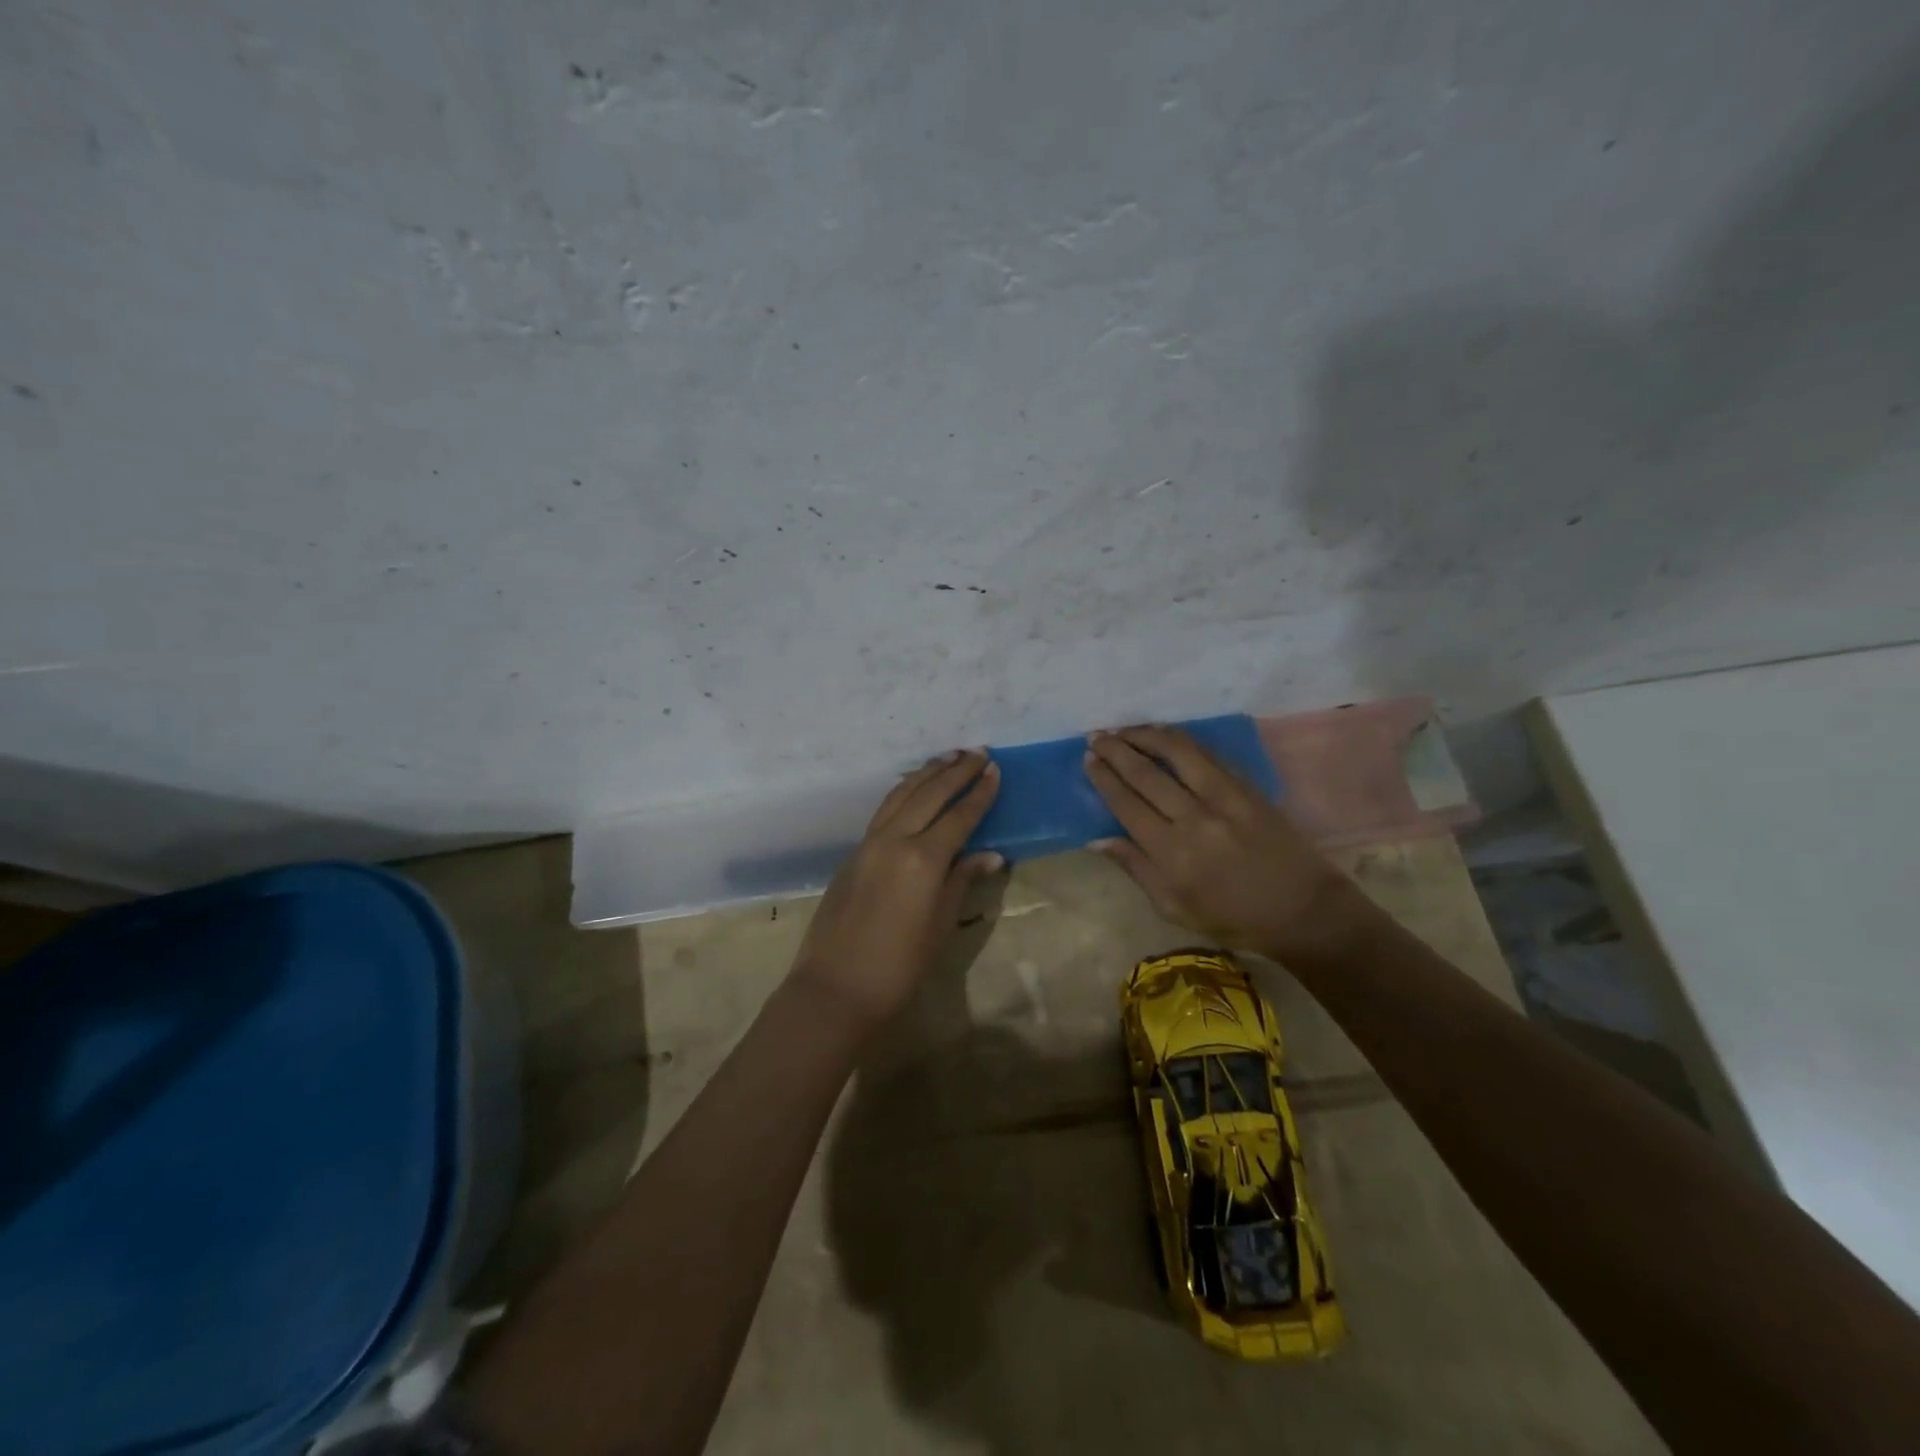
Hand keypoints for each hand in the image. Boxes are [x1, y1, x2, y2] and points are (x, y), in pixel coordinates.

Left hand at [790, 750, 1003, 1028]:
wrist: (836, 988)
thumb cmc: (899, 966)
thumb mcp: (941, 925)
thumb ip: (962, 881)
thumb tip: (990, 854)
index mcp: (923, 858)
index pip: (959, 816)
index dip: (979, 793)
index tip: (995, 770)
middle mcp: (895, 839)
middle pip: (929, 794)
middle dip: (956, 771)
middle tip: (978, 752)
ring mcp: (869, 843)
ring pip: (901, 795)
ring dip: (927, 773)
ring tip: (948, 757)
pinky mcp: (853, 853)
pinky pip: (884, 810)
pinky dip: (903, 791)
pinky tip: (913, 788)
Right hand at [1084, 725, 1371, 963]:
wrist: (1304, 910)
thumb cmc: (1233, 918)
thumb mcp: (1174, 908)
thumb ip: (1136, 869)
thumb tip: (1097, 839)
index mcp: (1172, 854)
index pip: (1127, 804)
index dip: (1105, 778)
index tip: (1089, 759)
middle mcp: (1194, 819)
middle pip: (1146, 774)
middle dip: (1116, 750)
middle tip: (1096, 736)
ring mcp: (1224, 798)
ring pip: (1177, 754)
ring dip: (1145, 735)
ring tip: (1124, 728)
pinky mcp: (1247, 788)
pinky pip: (1207, 755)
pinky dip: (1181, 740)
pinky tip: (1164, 734)